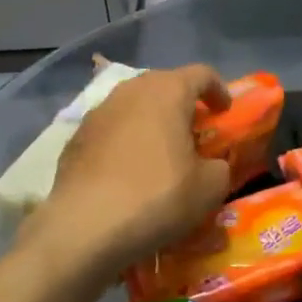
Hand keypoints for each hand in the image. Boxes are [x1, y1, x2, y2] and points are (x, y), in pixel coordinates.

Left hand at [26, 65, 232, 278]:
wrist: (85, 227)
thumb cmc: (157, 197)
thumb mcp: (210, 188)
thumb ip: (219, 166)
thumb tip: (211, 164)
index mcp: (168, 91)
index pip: (202, 74)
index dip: (218, 90)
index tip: (225, 113)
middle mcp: (130, 91)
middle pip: (164, 85)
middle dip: (182, 105)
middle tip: (194, 133)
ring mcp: (98, 112)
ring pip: (134, 106)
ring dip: (151, 122)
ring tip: (160, 153)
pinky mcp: (76, 138)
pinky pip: (110, 130)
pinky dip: (125, 142)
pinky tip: (128, 172)